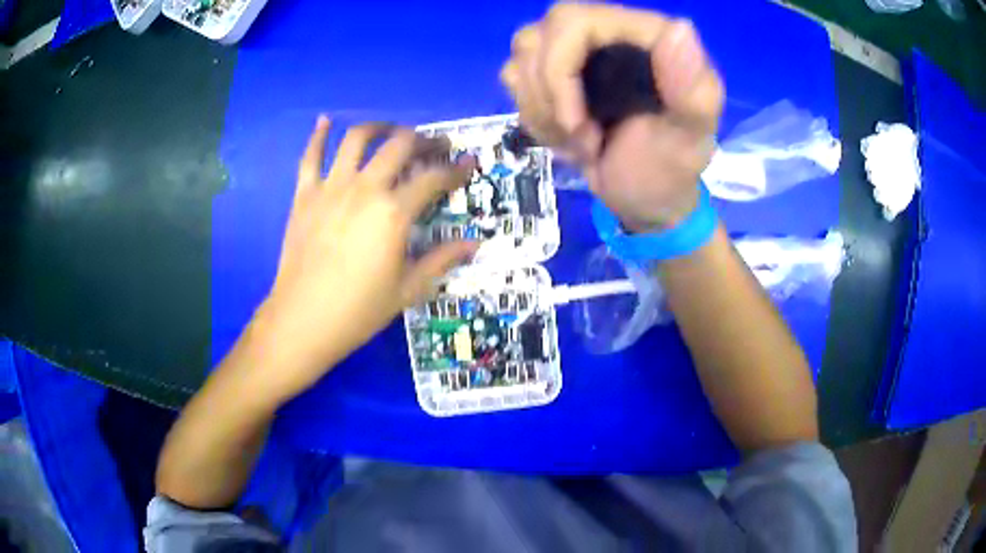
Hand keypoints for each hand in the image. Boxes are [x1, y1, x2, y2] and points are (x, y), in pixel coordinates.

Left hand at [245, 116, 476, 402]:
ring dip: (379, 128)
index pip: (434, 178)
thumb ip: (442, 260)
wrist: (302, 320)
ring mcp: (331, 187)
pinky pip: (310, 156)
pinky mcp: (305, 194)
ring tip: (391, 131)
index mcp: (394, 212)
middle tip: (435, 146)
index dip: (457, 169)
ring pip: (357, 139)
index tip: (470, 163)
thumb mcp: (408, 289)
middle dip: (424, 140)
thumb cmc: (358, 310)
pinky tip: (325, 121)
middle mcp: (365, 188)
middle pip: (400, 145)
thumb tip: (474, 243)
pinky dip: (318, 135)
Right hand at [500, 4, 723, 231]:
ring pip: (523, 54)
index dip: (560, 68)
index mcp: (648, 37)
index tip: (576, 123)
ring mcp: (579, 50)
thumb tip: (680, 28)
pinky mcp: (556, 71)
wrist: (645, 200)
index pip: (576, 21)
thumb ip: (694, 91)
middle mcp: (609, 32)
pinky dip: (533, 113)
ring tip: (580, 141)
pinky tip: (564, 135)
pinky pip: (515, 75)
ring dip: (541, 109)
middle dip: (548, 94)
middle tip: (577, 135)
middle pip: (541, 34)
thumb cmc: (670, 171)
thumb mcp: (690, 141)